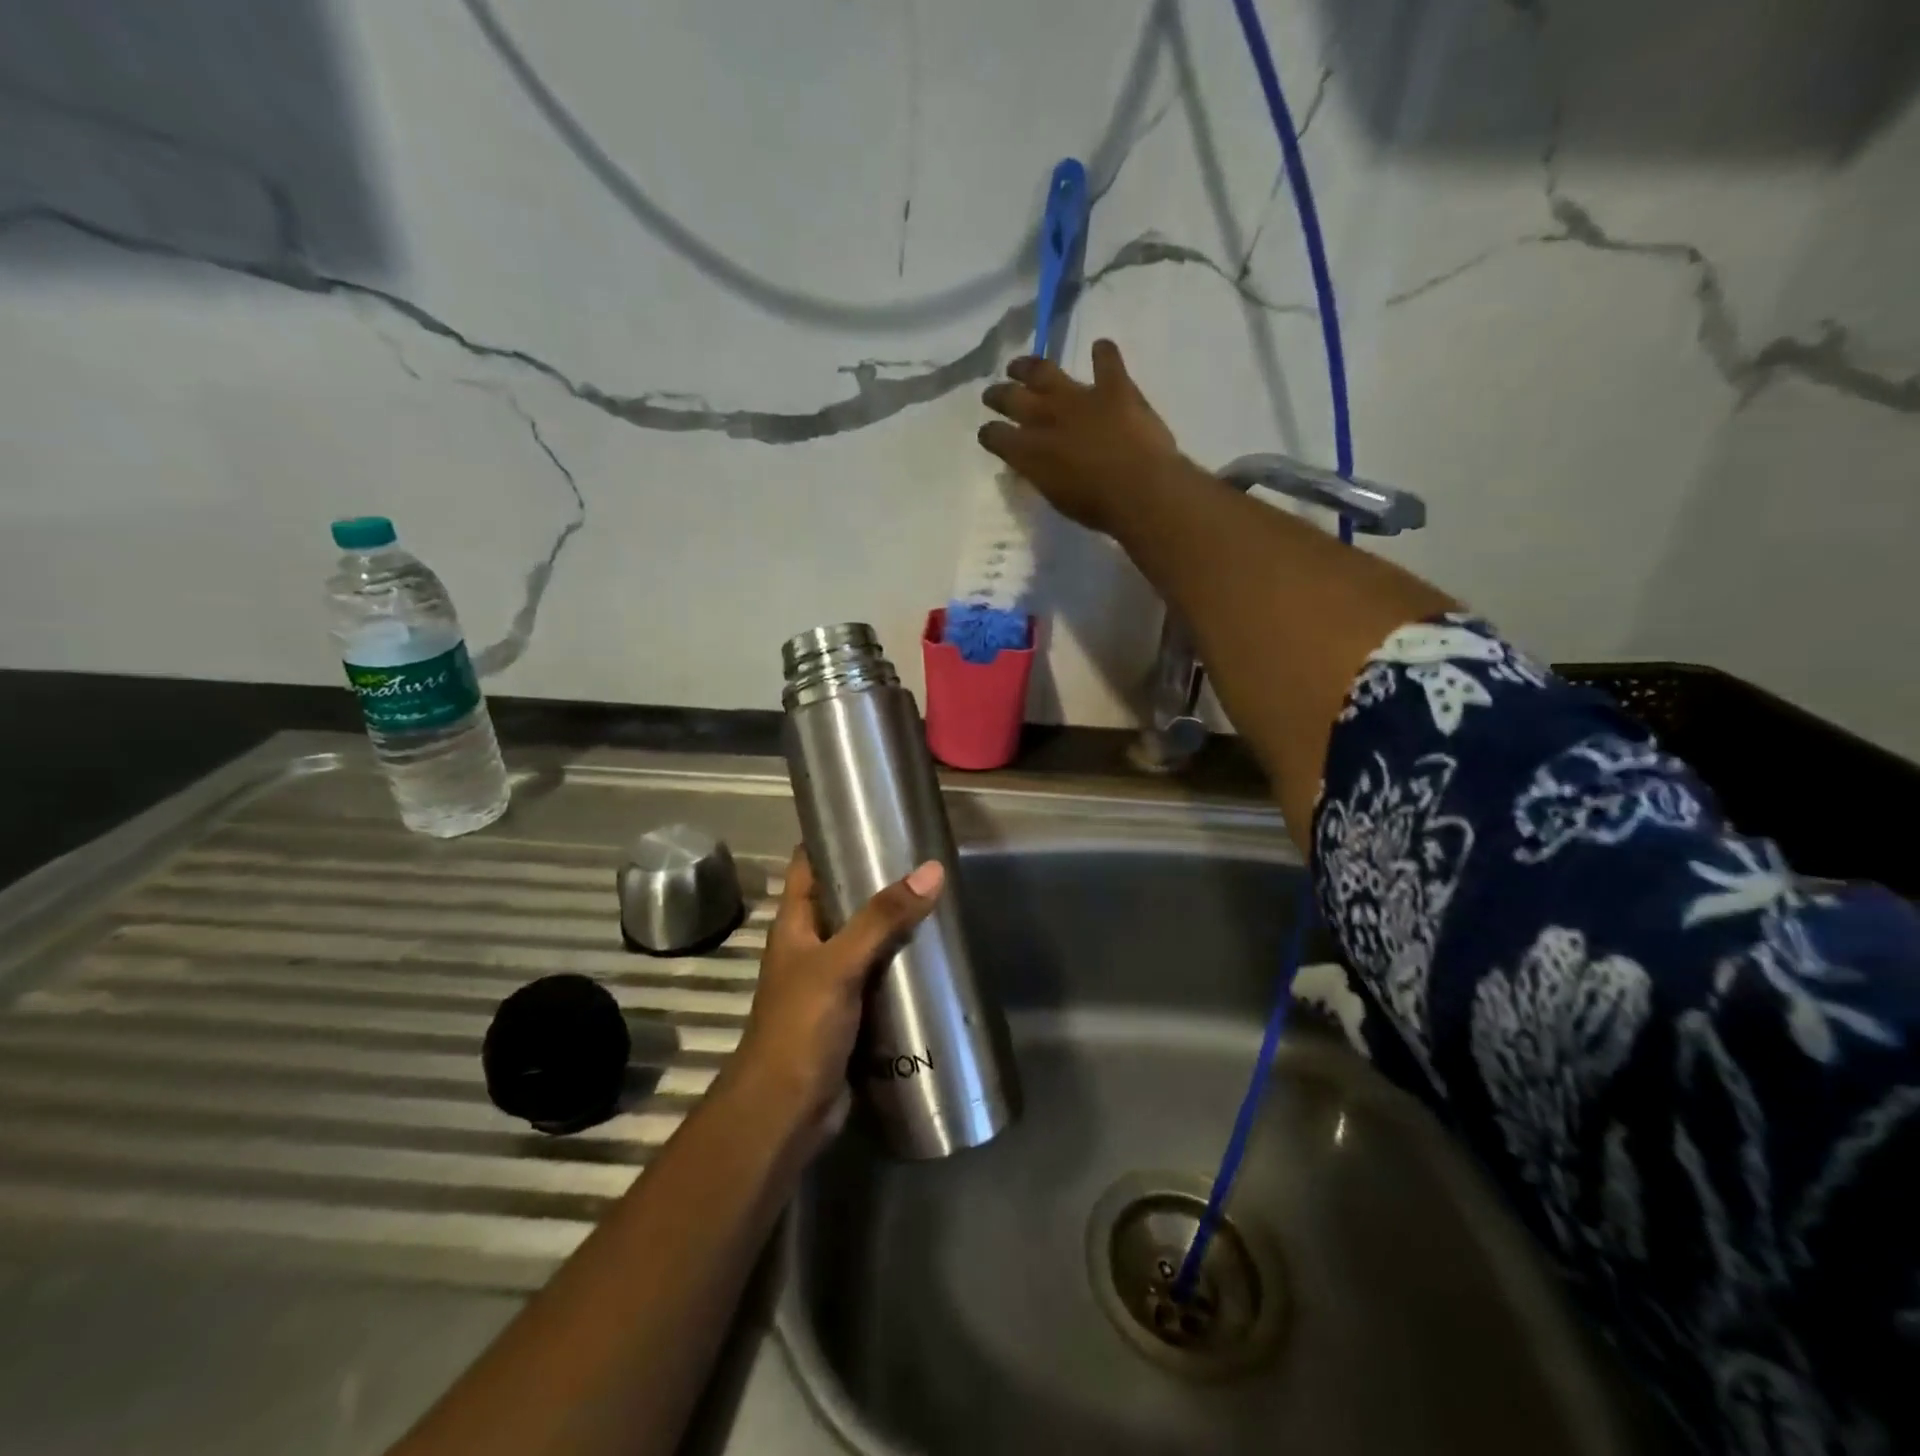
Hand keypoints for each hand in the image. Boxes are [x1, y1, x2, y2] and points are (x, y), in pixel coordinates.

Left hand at [727, 848, 944, 1151]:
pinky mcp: (852, 1013)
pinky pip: (880, 977)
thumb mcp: (839, 964)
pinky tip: (934, 958)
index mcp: (795, 925)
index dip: (832, 837)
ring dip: (895, 925)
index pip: (809, 865)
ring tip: (939, 900)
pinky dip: (902, 965)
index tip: (873, 816)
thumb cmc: (800, 1027)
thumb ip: (882, 919)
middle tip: (924, 859)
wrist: (785, 1112)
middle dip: (879, 881)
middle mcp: (811, 946)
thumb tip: (931, 870)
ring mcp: (831, 981)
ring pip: (866, 940)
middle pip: (845, 900)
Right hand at [977, 339, 1184, 536]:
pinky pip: (1106, 361)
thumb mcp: (1057, 498)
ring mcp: (1079, 398)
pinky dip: (1103, 353)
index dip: (990, 434)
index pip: (997, 436)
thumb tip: (1035, 465)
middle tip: (992, 393)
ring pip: (1044, 372)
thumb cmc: (1097, 507)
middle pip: (1012, 398)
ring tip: (1020, 364)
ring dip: (1029, 367)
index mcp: (1030, 452)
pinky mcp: (1114, 388)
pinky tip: (1100, 346)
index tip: (987, 433)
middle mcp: (1047, 418)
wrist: (1140, 490)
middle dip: (998, 395)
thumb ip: (1042, 475)